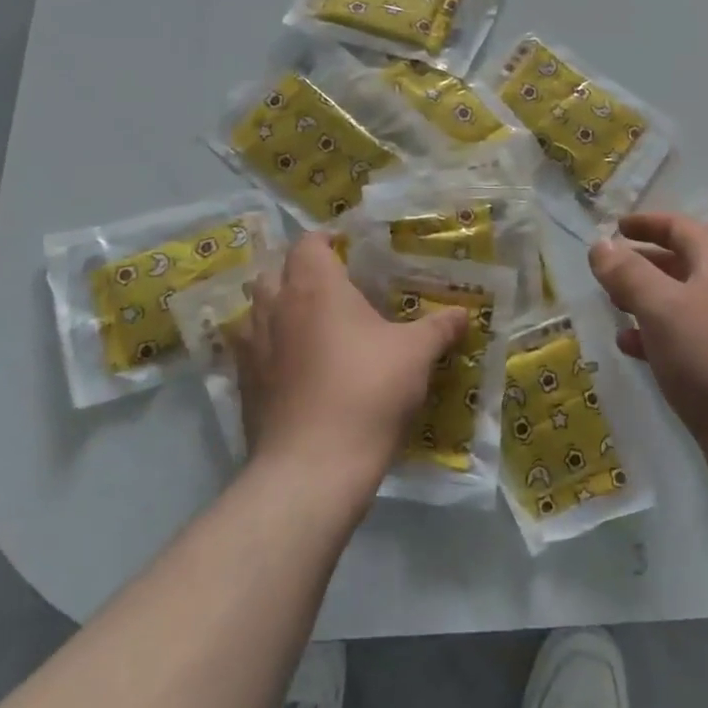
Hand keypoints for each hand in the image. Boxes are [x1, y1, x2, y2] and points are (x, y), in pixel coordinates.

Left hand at [236, 233, 467, 499]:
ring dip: (279, 309)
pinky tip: (295, 368)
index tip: (349, 248)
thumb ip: (439, 327)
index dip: (326, 240)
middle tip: (333, 288)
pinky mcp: (244, 386)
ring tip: (312, 325)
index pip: (308, 243)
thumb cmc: (367, 391)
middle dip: (299, 273)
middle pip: (276, 272)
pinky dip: (269, 349)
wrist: (312, 468)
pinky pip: (251, 351)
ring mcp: (252, 348)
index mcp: (315, 287)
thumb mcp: (415, 355)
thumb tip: (463, 312)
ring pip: (257, 310)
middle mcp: (276, 307)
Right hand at [589, 213, 707, 484]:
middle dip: (642, 262)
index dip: (647, 223)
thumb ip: (627, 272)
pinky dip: (653, 334)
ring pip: (679, 301)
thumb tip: (600, 244)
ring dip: (644, 299)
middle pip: (681, 262)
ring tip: (611, 305)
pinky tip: (628, 345)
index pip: (680, 227)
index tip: (615, 227)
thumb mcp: (660, 306)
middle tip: (608, 269)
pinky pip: (682, 337)